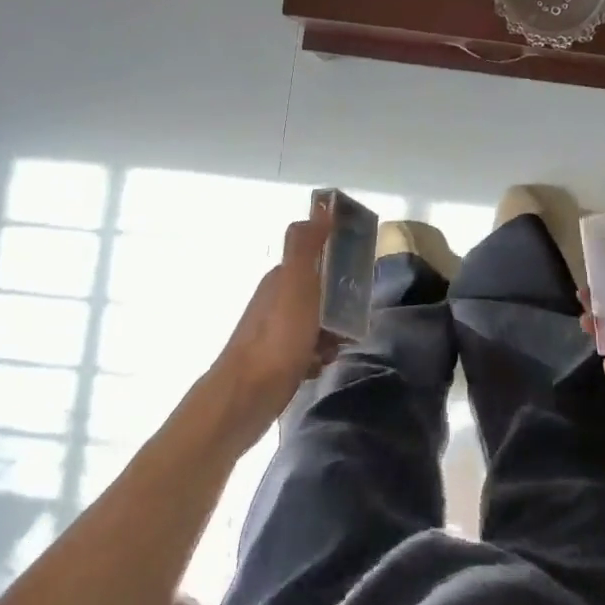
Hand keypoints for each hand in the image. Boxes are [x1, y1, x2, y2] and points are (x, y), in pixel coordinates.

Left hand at [210, 203, 342, 446]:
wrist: (245, 399)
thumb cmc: (277, 338)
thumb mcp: (296, 284)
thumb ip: (307, 245)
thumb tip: (322, 206)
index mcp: (282, 277)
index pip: (318, 259)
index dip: (341, 265)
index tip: (360, 279)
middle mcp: (276, 299)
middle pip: (320, 292)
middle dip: (340, 306)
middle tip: (352, 321)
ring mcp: (275, 331)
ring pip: (316, 323)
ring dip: (331, 334)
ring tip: (336, 348)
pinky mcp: (276, 361)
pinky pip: (307, 350)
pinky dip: (317, 356)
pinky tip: (319, 367)